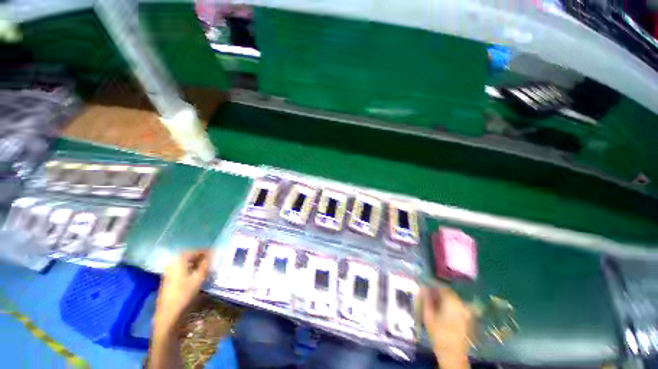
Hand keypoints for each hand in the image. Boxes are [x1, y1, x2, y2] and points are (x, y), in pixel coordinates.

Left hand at [153, 251, 210, 334]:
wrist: (168, 312)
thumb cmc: (185, 293)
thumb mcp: (199, 277)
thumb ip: (206, 263)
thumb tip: (213, 253)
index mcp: (180, 258)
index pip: (197, 250)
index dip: (208, 252)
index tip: (217, 254)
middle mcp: (173, 261)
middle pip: (190, 255)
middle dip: (202, 257)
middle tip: (212, 261)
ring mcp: (169, 269)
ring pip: (186, 262)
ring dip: (197, 263)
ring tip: (207, 267)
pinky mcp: (169, 277)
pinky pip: (182, 268)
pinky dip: (191, 268)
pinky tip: (197, 274)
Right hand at [422, 287, 472, 359]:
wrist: (452, 354)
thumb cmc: (439, 334)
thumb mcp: (428, 315)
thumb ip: (426, 299)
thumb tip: (422, 287)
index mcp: (452, 301)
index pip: (441, 286)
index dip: (432, 285)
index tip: (424, 286)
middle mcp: (461, 303)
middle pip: (448, 292)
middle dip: (437, 292)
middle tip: (427, 294)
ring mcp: (466, 311)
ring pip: (452, 299)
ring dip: (443, 298)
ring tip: (433, 302)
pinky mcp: (467, 319)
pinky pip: (457, 307)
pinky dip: (449, 305)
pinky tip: (442, 310)